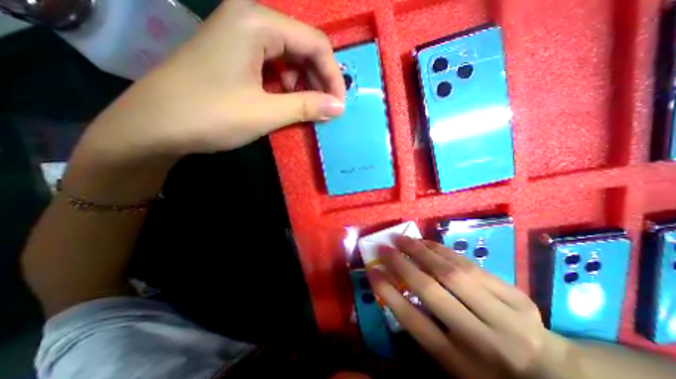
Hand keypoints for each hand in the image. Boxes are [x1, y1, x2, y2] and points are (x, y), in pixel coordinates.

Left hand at [75, 0, 344, 161]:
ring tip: (307, 109)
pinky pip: (274, 66)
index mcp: (257, 23)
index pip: (315, 43)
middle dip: (319, 80)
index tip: (339, 105)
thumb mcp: (266, 112)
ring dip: (304, 84)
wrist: (155, 127)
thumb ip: (307, 106)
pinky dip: (287, 86)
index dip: (333, 75)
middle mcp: (250, 20)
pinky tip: (287, 102)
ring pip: (290, 58)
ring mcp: (240, 37)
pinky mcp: (235, 55)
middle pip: (303, 47)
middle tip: (326, 109)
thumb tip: (339, 107)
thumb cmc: (211, 116)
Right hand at [369, 238, 580, 378]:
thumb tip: (397, 289)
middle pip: (431, 291)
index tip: (371, 270)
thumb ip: (425, 327)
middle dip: (401, 265)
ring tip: (401, 239)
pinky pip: (469, 265)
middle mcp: (480, 339)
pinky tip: (426, 242)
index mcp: (460, 362)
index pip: (413, 321)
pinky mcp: (515, 295)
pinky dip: (443, 250)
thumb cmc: (488, 371)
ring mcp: (503, 314)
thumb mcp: (452, 362)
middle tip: (383, 248)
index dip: (387, 292)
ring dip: (420, 251)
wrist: (552, 375)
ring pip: (451, 272)